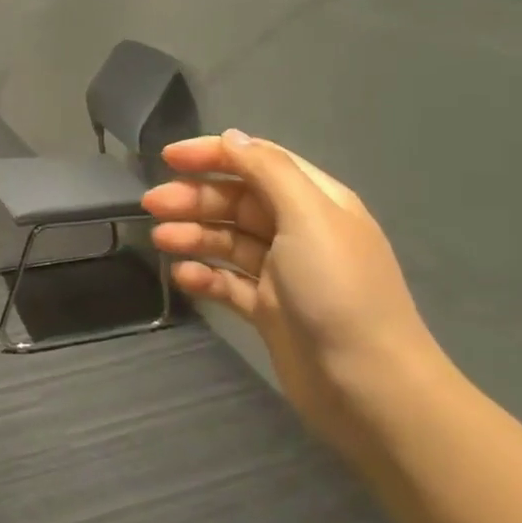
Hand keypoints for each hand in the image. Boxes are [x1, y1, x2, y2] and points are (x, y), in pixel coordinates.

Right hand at [142, 129, 445, 454]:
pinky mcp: (269, 310)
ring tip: (160, 240)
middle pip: (236, 201)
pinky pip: (228, 282)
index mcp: (314, 200)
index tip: (168, 159)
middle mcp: (298, 230)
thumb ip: (267, 170)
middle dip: (194, 198)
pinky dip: (204, 275)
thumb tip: (232, 136)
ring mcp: (283, 272)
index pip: (257, 161)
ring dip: (193, 234)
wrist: (369, 386)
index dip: (212, 154)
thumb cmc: (338, 289)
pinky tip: (181, 275)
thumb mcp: (308, 215)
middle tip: (152, 205)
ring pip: (228, 240)